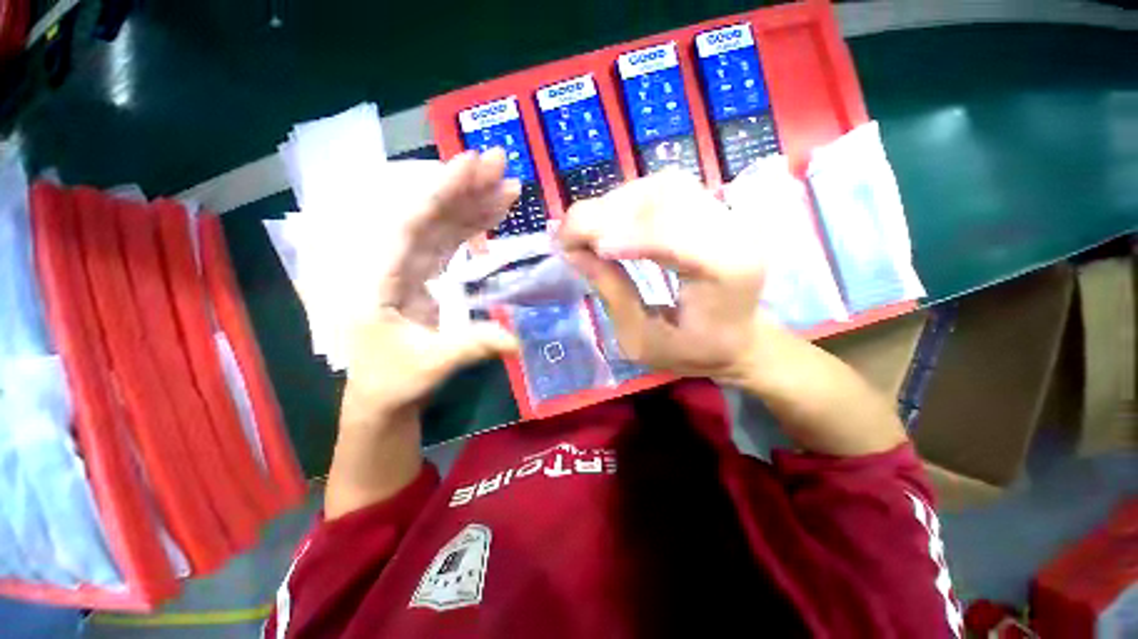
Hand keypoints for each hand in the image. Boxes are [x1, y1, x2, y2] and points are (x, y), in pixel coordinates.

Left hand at [342, 149, 519, 427]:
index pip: (410, 224)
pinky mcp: (426, 276)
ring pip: (443, 226)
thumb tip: (517, 339)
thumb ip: (473, 346)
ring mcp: (411, 268)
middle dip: (464, 188)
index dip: (440, 193)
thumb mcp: (432, 365)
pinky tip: (493, 214)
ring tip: (507, 186)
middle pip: (429, 216)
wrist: (382, 395)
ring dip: (474, 204)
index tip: (471, 165)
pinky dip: (472, 228)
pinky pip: (450, 244)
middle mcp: (392, 263)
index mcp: (379, 279)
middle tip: (500, 164)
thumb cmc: (393, 381)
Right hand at [558, 171, 766, 383]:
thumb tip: (575, 252)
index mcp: (727, 272)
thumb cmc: (693, 351)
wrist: (738, 339)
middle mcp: (733, 232)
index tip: (574, 247)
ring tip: (585, 233)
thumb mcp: (643, 340)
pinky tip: (609, 224)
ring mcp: (726, 215)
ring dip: (614, 205)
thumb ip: (612, 294)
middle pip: (665, 198)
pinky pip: (664, 190)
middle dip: (606, 213)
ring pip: (661, 187)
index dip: (621, 234)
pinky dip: (627, 202)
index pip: (673, 235)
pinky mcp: (713, 210)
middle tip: (567, 237)